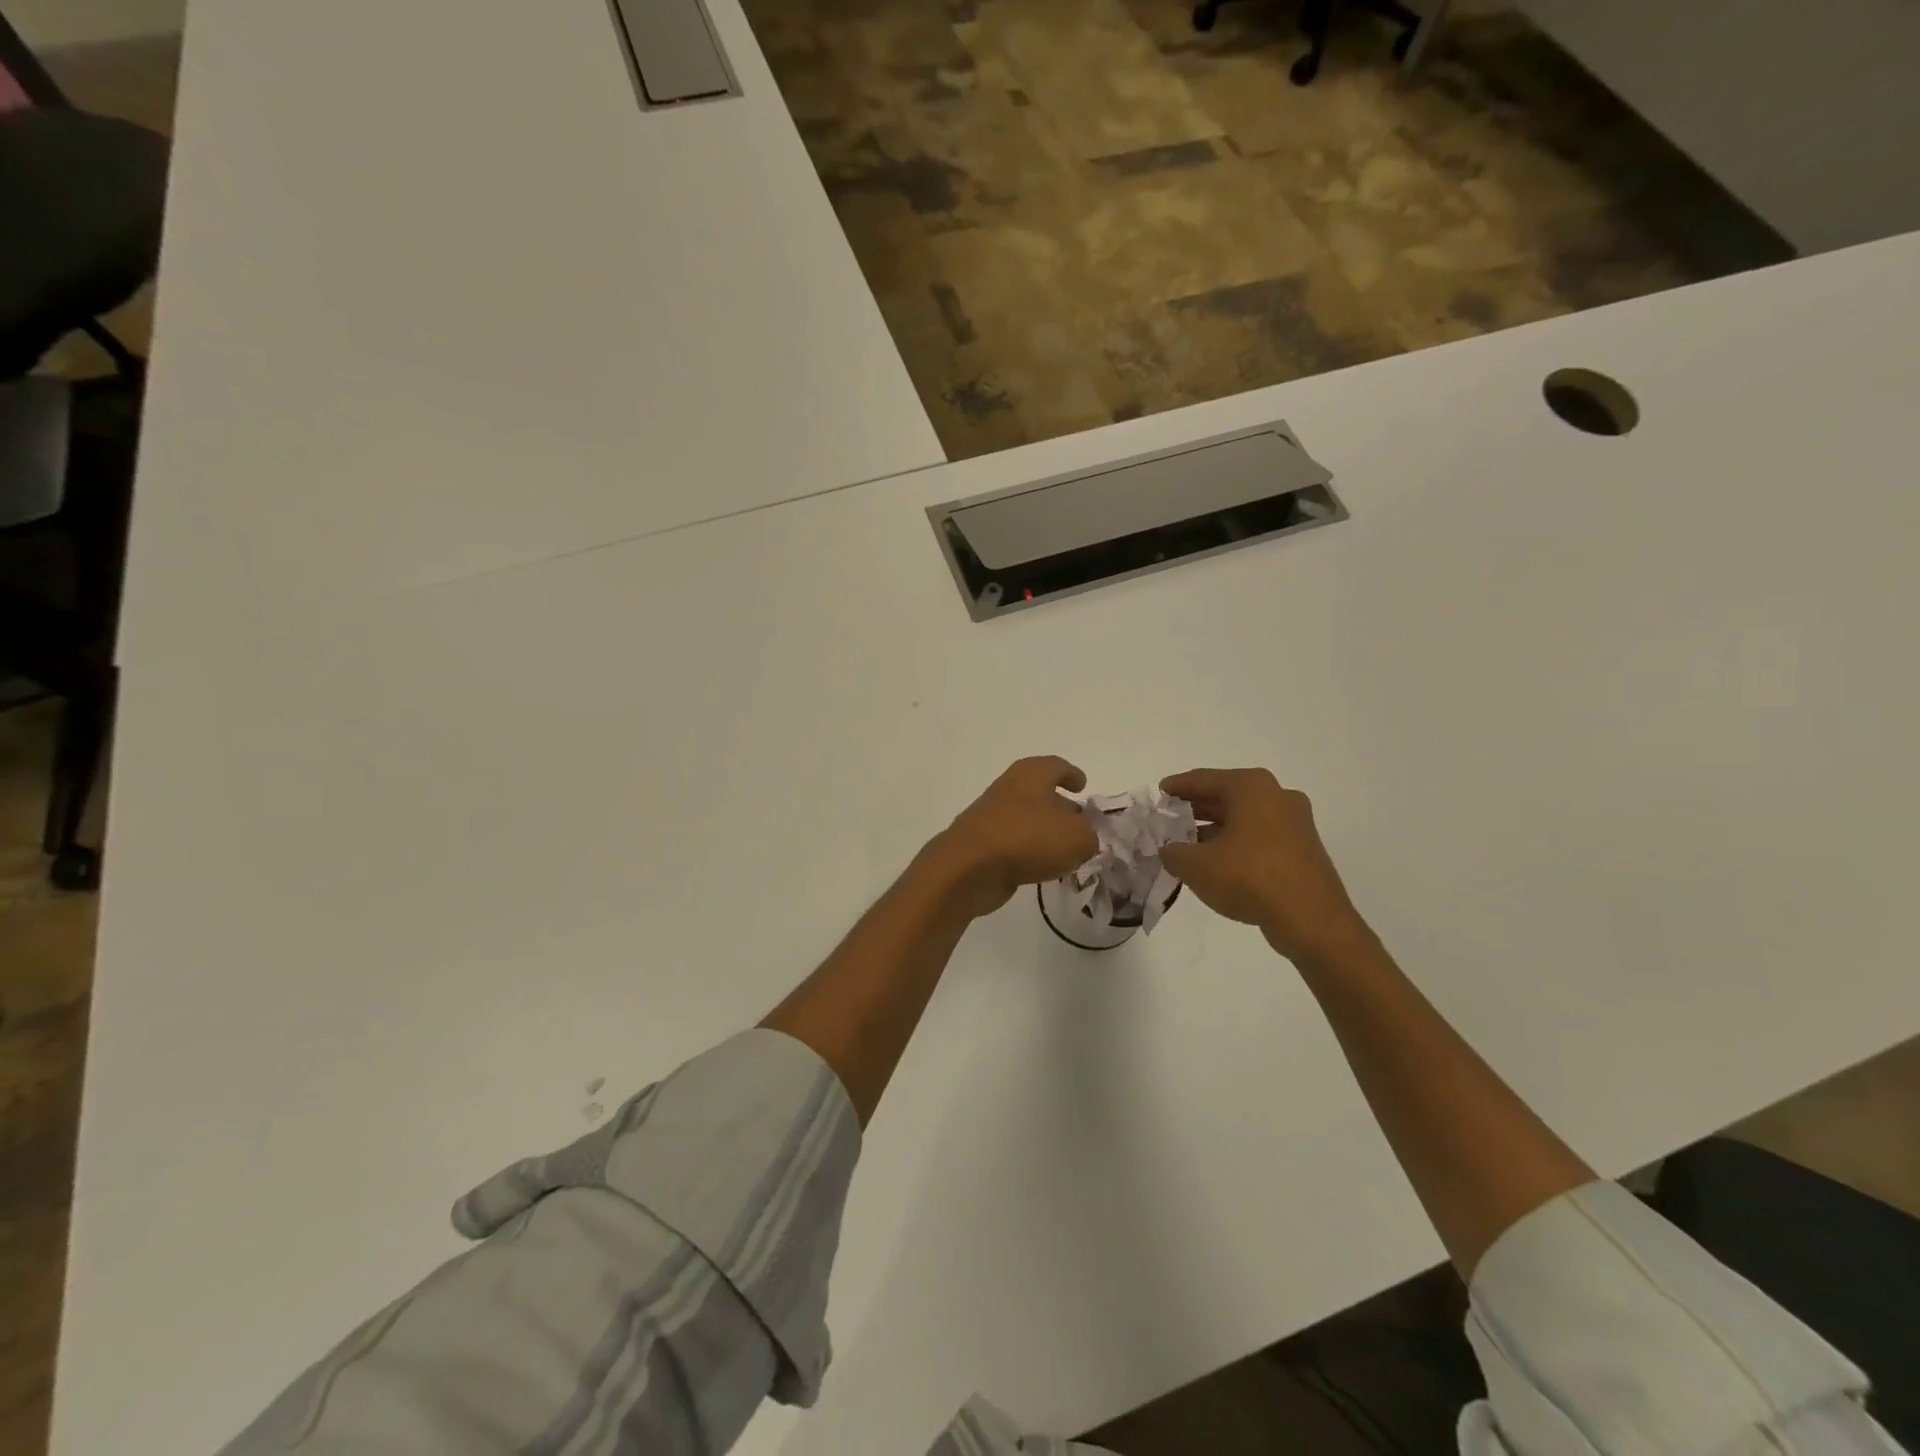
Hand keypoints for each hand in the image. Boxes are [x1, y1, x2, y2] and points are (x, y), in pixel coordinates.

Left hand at [929, 757, 1099, 919]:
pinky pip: (1014, 844)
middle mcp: (1010, 789)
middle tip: (1082, 825)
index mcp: (1031, 774)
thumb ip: (1089, 835)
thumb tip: (1084, 839)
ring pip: (1027, 820)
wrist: (969, 868)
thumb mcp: (1077, 837)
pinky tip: (1043, 869)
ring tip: (1067, 852)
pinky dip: (1030, 852)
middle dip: (1062, 808)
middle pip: (1041, 794)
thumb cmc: (1028, 839)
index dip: (1072, 774)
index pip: (1056, 766)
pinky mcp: (982, 845)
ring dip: (1046, 833)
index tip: (1083, 785)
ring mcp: (992, 817)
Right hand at [1158, 768, 1371, 964]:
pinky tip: (1217, 862)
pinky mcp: (1302, 849)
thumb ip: (1173, 852)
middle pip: (1226, 796)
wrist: (1311, 920)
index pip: (1203, 779)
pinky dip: (1236, 843)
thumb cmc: (1249, 877)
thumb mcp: (1196, 865)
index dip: (1176, 787)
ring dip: (1215, 829)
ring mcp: (1295, 823)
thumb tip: (1169, 850)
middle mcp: (1276, 796)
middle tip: (1169, 819)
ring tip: (1187, 844)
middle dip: (1196, 809)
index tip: (1159, 794)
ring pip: (1244, 818)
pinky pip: (1260, 837)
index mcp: (1251, 787)